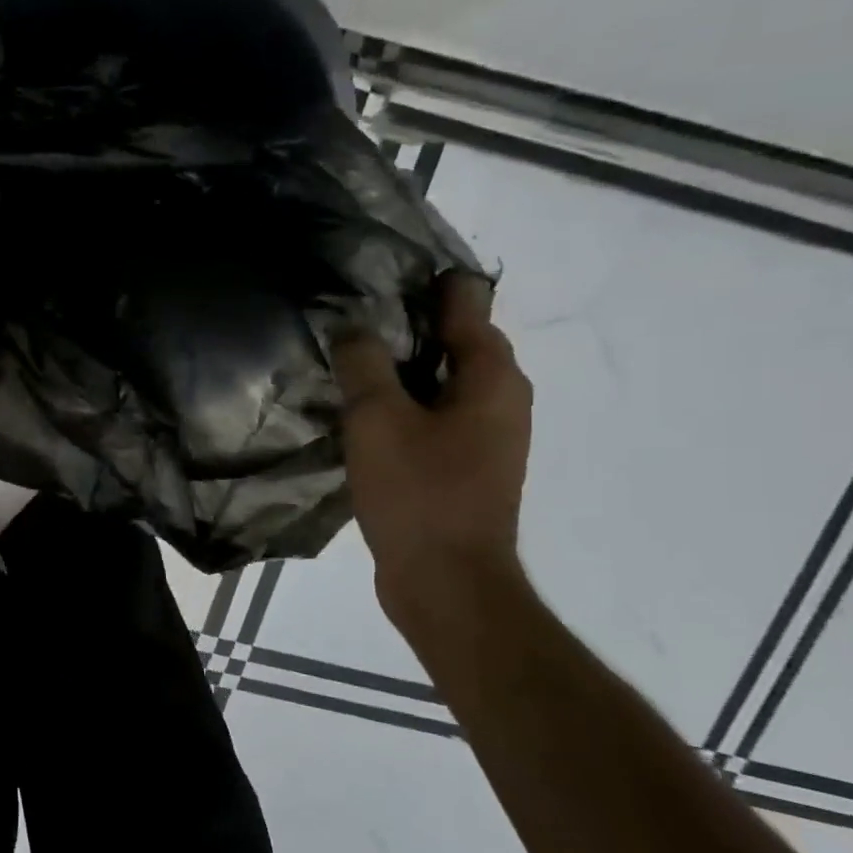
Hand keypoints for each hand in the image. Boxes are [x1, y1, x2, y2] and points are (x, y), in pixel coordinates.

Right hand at [331, 273, 533, 608]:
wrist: (446, 581)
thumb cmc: (418, 492)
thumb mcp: (378, 419)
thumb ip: (364, 363)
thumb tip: (352, 326)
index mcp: (491, 379)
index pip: (469, 307)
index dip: (433, 285)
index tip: (391, 271)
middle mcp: (501, 400)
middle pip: (458, 343)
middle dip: (414, 324)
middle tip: (359, 311)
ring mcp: (486, 437)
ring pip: (443, 382)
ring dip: (405, 366)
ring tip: (354, 356)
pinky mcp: (464, 466)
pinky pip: (433, 416)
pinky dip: (405, 402)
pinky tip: (365, 411)